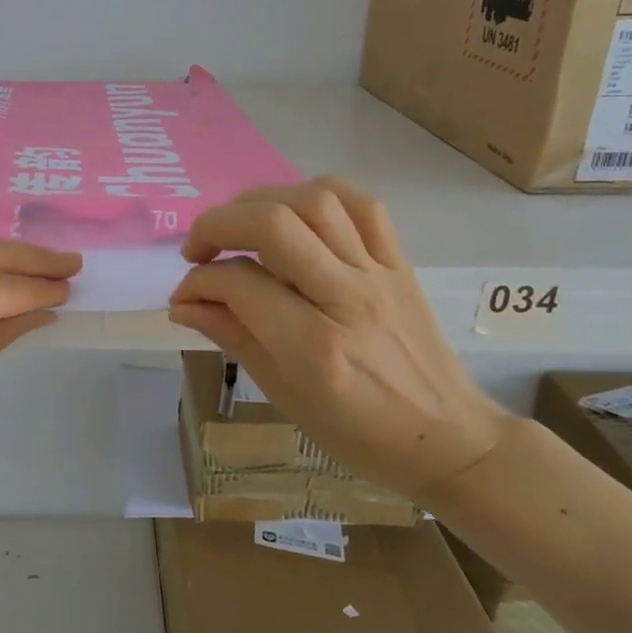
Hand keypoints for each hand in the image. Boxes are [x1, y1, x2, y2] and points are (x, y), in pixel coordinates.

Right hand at [169, 178, 508, 497]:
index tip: (185, 296)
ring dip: (262, 202)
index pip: (239, 284)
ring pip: (315, 201)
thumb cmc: (358, 433)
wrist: (448, 438)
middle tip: (198, 250)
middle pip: (273, 224)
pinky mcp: (399, 262)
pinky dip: (317, 194)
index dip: (197, 282)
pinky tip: (294, 212)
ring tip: (241, 227)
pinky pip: (362, 203)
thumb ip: (233, 337)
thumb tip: (183, 304)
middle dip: (218, 225)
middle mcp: (347, 298)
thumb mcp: (283, 395)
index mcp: (313, 347)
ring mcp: (378, 274)